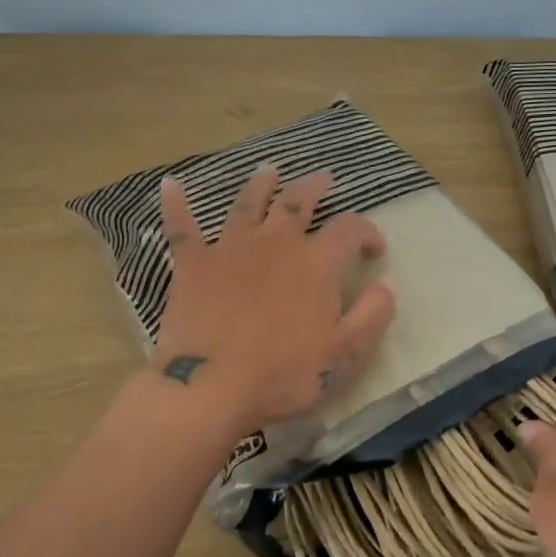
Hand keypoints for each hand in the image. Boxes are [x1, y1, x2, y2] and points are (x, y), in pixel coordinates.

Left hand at [151, 165, 395, 431]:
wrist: (210, 386)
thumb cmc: (283, 374)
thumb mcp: (345, 354)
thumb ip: (372, 315)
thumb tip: (385, 286)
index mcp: (315, 264)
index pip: (349, 229)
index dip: (366, 231)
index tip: (374, 248)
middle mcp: (275, 244)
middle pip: (296, 202)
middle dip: (313, 188)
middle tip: (322, 179)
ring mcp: (230, 249)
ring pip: (247, 203)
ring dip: (260, 184)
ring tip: (268, 170)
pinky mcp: (192, 265)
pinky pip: (181, 227)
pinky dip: (176, 204)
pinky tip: (170, 185)